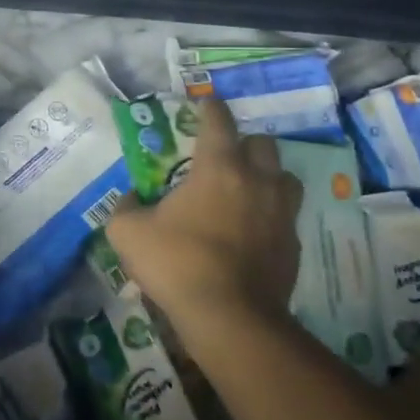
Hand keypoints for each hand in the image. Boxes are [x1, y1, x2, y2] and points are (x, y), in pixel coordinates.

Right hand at [106, 97, 302, 332]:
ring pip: (285, 178)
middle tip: (224, 156)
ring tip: (247, 190)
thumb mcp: (128, 232)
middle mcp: (257, 182)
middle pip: (262, 144)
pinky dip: (271, 216)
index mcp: (218, 168)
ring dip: (267, 176)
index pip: (219, 122)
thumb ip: (126, 207)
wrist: (230, 318)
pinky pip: (286, 217)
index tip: (206, 102)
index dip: (211, 108)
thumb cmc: (176, 263)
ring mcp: (281, 214)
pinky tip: (252, 232)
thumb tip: (132, 198)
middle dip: (244, 143)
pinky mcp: (293, 246)